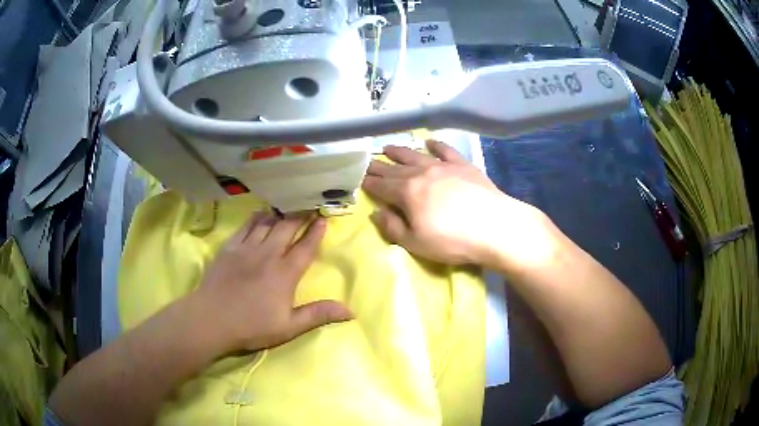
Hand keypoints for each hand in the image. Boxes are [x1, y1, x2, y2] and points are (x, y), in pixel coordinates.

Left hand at [188, 213, 352, 353]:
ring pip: (267, 222)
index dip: (316, 233)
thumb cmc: (252, 326)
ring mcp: (247, 248)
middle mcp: (268, 254)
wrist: (211, 319)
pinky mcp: (230, 247)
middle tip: (309, 203)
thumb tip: (351, 311)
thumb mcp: (289, 327)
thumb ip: (318, 315)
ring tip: (288, 204)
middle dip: (300, 215)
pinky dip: (256, 217)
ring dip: (280, 212)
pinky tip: (260, 212)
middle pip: (287, 227)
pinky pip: (246, 226)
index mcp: (285, 273)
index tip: (323, 219)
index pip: (305, 247)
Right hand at [362, 140, 549, 269]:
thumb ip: (393, 227)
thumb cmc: (452, 240)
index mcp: (407, 192)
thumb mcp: (416, 243)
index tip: (358, 178)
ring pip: (415, 154)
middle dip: (378, 165)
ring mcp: (443, 166)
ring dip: (400, 151)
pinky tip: (429, 141)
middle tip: (366, 162)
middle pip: (394, 168)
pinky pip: (445, 150)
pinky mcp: (463, 165)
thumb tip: (377, 213)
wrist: (494, 227)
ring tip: (387, 147)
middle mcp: (421, 173)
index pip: (381, 185)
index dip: (368, 183)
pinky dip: (436, 144)